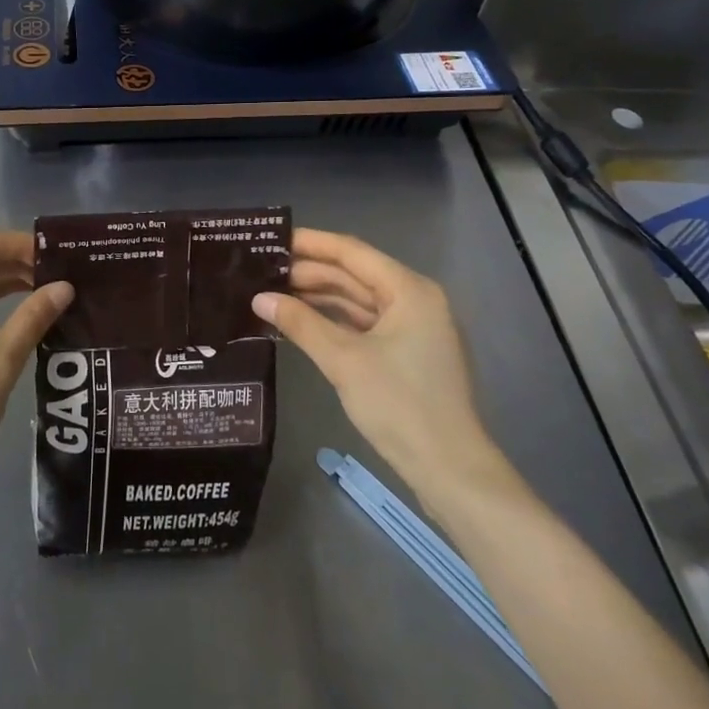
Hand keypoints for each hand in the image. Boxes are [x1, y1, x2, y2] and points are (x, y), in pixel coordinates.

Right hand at [253, 229, 512, 511]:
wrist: (449, 469)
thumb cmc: (400, 405)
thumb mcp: (344, 361)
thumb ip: (300, 324)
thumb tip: (259, 298)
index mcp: (409, 290)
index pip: (351, 252)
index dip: (310, 243)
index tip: (270, 239)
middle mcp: (414, 300)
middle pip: (354, 275)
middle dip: (308, 273)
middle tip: (260, 272)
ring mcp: (412, 328)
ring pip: (357, 300)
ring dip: (317, 298)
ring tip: (272, 294)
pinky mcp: (405, 353)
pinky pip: (363, 325)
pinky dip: (332, 322)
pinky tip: (299, 323)